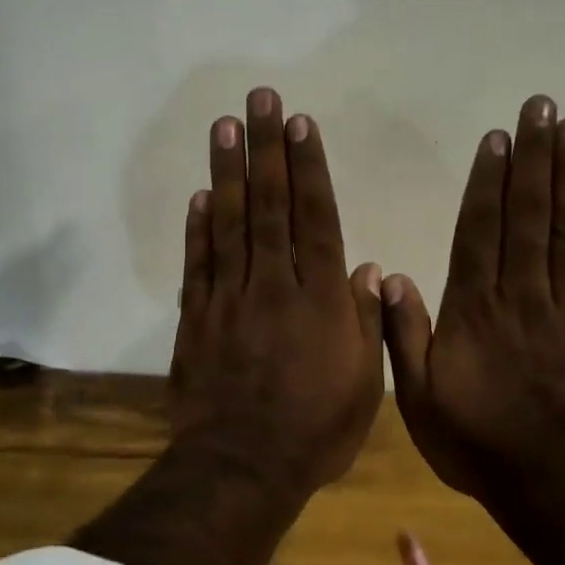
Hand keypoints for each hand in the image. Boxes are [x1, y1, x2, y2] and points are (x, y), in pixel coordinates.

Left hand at [171, 87, 384, 493]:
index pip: (315, 218)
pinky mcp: (194, 321)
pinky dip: (197, 229)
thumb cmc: (316, 431)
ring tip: (224, 127)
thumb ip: (366, 321)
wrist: (244, 465)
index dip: (307, 167)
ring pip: (229, 225)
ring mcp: (228, 300)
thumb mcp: (366, 383)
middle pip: (268, 206)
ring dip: (227, 172)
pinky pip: (196, 266)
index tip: (299, 123)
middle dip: (264, 148)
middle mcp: (273, 286)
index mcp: (321, 299)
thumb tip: (369, 268)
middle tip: (257, 99)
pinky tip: (200, 196)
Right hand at [381, 95, 564, 495]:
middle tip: (542, 106)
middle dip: (533, 160)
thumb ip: (404, 335)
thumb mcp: (417, 397)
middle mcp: (522, 298)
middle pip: (528, 219)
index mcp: (474, 312)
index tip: (497, 137)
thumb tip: (390, 276)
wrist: (551, 483)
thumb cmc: (475, 443)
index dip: (487, 183)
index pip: (479, 234)